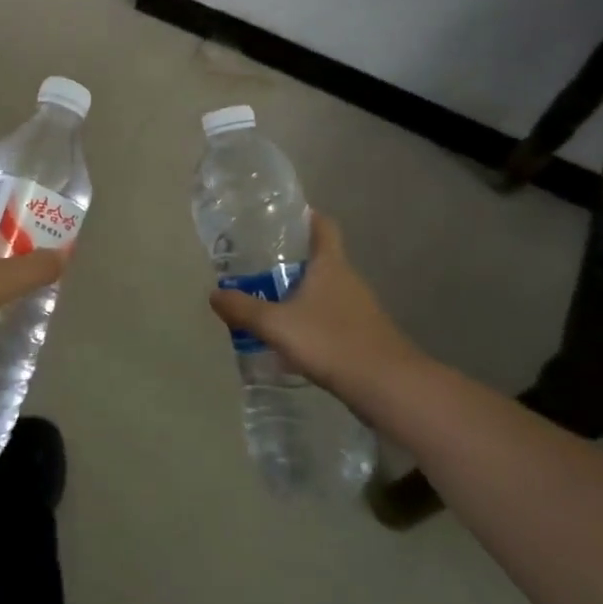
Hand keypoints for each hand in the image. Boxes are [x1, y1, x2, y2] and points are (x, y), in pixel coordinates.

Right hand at [208, 213, 421, 400]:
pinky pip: (333, 319)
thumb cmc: (331, 341)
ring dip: (302, 295)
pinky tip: (293, 340)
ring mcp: (360, 309)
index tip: (283, 217)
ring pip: (326, 292)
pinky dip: (313, 322)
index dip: (306, 217)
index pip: (323, 226)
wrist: (388, 387)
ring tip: (270, 303)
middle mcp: (348, 280)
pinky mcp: (364, 336)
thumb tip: (214, 294)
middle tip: (259, 265)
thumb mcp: (277, 325)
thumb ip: (244, 309)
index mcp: (330, 265)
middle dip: (293, 261)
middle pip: (321, 259)